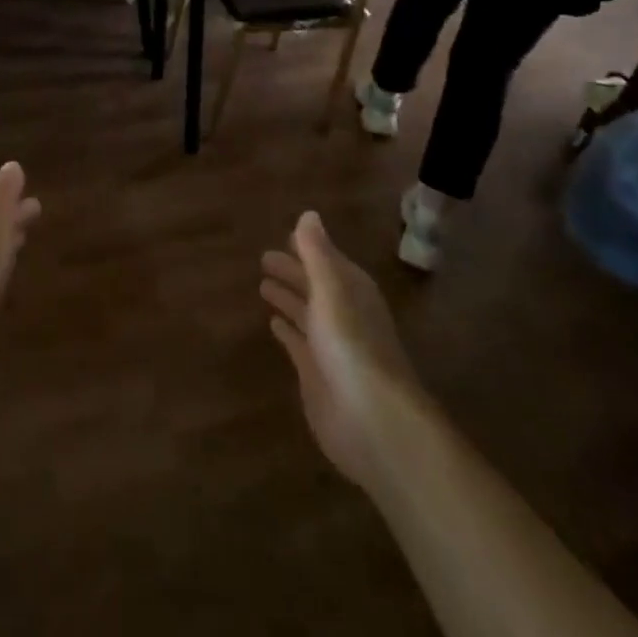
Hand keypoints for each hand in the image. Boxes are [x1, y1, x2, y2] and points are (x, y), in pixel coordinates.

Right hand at [261, 212, 420, 489]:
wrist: (374, 422)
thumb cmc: (352, 346)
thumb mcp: (331, 290)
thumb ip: (317, 253)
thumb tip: (308, 214)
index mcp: (351, 291)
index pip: (328, 261)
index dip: (309, 249)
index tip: (285, 236)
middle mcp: (342, 315)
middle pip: (314, 287)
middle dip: (293, 272)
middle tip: (263, 258)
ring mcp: (330, 347)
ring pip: (306, 314)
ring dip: (288, 298)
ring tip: (263, 285)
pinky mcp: (317, 376)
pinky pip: (298, 344)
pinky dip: (287, 331)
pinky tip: (272, 323)